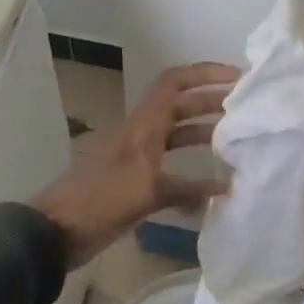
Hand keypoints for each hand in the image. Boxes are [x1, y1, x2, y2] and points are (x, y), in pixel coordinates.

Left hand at [31, 62, 239, 267]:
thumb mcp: (148, 192)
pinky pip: (171, 167)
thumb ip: (188, 189)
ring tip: (236, 143)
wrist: (57, 230)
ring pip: (176, 136)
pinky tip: (211, 189)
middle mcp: (142, 134)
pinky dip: (191, 173)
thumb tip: (227, 188)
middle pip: (180, 107)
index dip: (204, 73)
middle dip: (212, 104)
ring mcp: (138, 158)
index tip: (236, 78)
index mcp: (142, 125)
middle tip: (246, 111)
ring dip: (203, 135)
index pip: (174, 83)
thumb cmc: (101, 200)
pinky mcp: (135, 182)